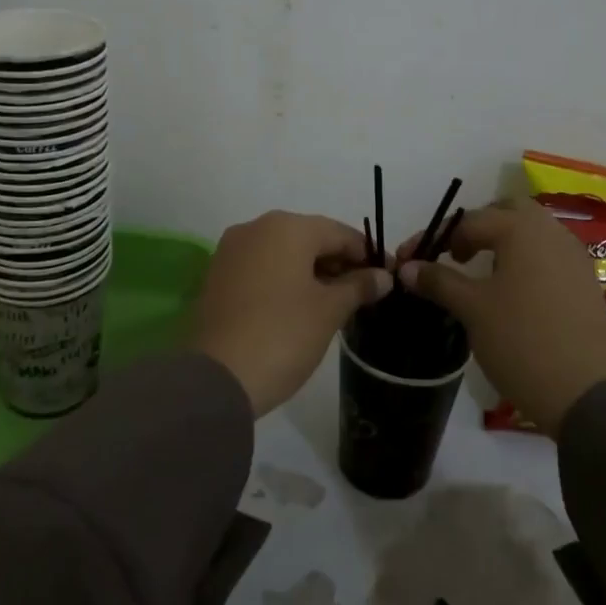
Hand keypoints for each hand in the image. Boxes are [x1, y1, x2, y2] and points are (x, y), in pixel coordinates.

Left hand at [190, 211, 391, 416]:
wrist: (217, 378)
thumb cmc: (283, 334)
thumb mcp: (329, 310)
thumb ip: (358, 286)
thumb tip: (382, 276)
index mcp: (287, 227)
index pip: (340, 233)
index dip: (367, 255)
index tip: (388, 277)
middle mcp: (256, 227)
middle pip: (310, 238)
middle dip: (338, 263)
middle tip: (364, 293)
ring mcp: (231, 251)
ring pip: (284, 253)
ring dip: (311, 272)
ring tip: (335, 303)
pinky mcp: (217, 276)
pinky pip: (261, 268)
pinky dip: (284, 280)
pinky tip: (300, 307)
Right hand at [396, 198, 605, 436]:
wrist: (587, 392)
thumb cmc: (521, 340)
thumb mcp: (472, 309)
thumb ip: (439, 281)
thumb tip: (407, 267)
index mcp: (521, 228)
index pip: (469, 220)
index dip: (437, 239)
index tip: (412, 262)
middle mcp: (551, 231)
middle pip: (507, 212)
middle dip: (477, 227)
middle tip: (456, 255)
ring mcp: (573, 256)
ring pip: (531, 233)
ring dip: (502, 243)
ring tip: (479, 274)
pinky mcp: (584, 282)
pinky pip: (547, 256)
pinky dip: (524, 261)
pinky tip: (511, 292)